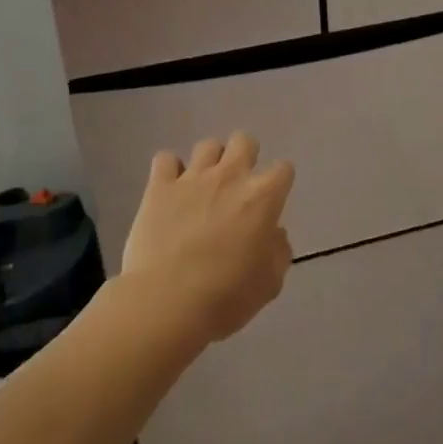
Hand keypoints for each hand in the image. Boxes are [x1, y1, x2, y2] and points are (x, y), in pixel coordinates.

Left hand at [121, 132, 294, 345]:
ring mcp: (192, 178)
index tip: (272, 202)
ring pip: (208, 145)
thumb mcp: (270, 283)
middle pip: (245, 141)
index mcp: (262, 197)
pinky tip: (170, 190)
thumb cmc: (226, 296)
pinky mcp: (159, 187)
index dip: (280, 184)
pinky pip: (166, 160)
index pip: (283, 170)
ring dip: (210, 162)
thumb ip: (278, 251)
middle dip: (246, 157)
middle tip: (238, 186)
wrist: (167, 301)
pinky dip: (170, 171)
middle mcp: (230, 177)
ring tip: (204, 187)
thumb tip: (274, 234)